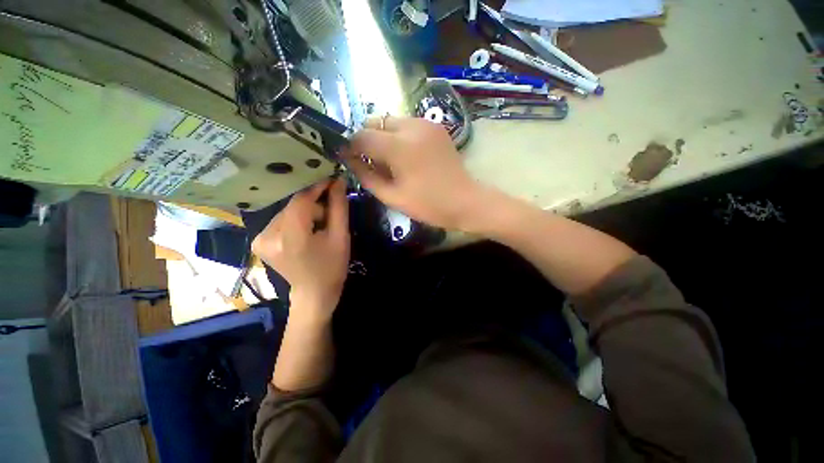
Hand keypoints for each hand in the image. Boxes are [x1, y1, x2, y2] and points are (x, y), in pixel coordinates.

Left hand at [252, 178, 349, 318]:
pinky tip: (307, 230)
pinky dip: (296, 219)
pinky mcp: (259, 240)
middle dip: (314, 205)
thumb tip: (338, 180)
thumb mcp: (341, 236)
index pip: (301, 200)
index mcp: (291, 238)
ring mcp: (260, 238)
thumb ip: (339, 207)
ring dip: (306, 212)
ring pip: (288, 210)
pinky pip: (281, 219)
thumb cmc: (332, 266)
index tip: (331, 179)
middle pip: (294, 204)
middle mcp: (268, 235)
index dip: (317, 187)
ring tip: (319, 226)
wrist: (314, 292)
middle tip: (330, 215)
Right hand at [345, 116, 483, 229]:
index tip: (349, 158)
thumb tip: (349, 160)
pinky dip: (399, 135)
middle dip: (367, 139)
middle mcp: (412, 126)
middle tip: (371, 161)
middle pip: (375, 122)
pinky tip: (406, 154)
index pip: (362, 136)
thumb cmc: (428, 205)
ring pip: (391, 121)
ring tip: (390, 159)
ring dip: (383, 136)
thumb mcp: (392, 197)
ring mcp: (426, 123)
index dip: (351, 146)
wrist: (465, 201)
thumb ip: (366, 176)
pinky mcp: (436, 126)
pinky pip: (407, 124)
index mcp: (399, 147)